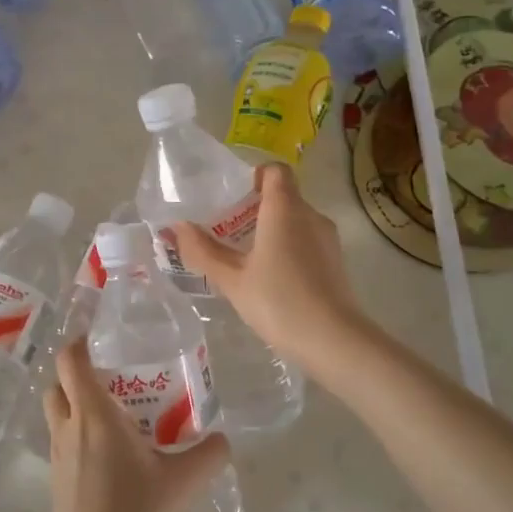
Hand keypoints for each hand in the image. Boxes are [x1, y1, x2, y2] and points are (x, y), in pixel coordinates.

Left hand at [43, 337, 231, 511]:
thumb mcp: (182, 482)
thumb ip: (207, 455)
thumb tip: (223, 440)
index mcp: (93, 414)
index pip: (70, 361)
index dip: (79, 344)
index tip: (99, 340)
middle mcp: (68, 429)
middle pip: (57, 386)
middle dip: (75, 377)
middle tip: (110, 381)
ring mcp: (57, 458)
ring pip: (57, 417)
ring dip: (75, 409)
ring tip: (114, 419)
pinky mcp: (57, 485)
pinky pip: (63, 447)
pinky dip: (78, 440)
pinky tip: (110, 460)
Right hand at [167, 164, 368, 379]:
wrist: (333, 340)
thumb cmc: (278, 301)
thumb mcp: (232, 279)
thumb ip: (202, 250)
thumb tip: (176, 227)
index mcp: (285, 208)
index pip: (275, 171)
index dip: (255, 176)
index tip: (234, 198)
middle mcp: (310, 215)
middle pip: (284, 196)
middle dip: (256, 208)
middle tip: (228, 232)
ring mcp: (328, 239)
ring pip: (296, 220)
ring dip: (272, 230)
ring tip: (245, 258)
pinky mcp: (336, 262)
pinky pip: (307, 241)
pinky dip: (288, 248)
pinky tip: (271, 278)